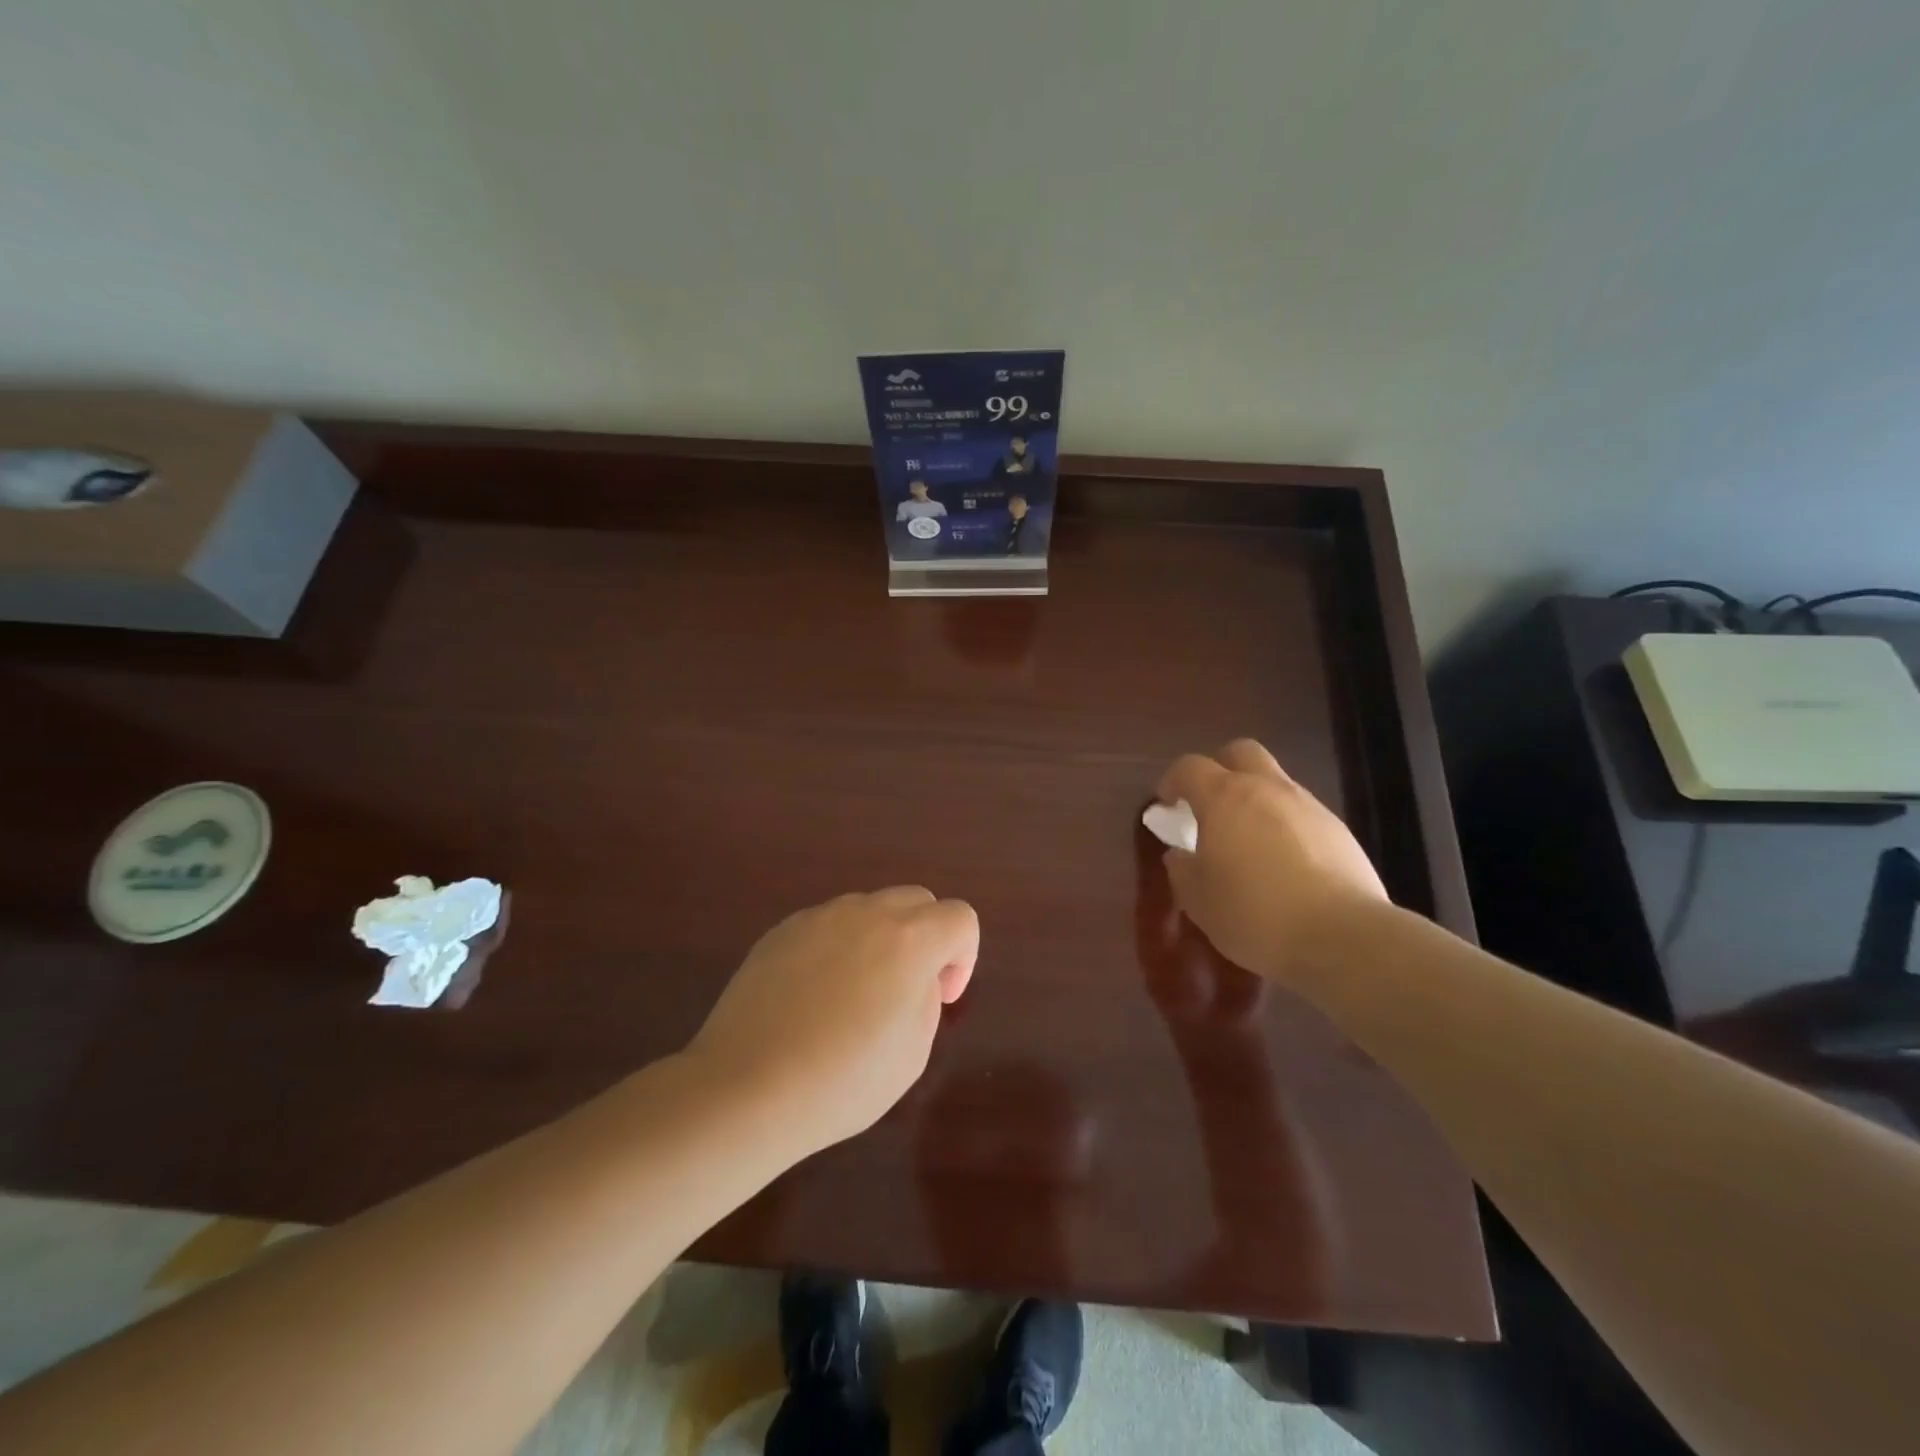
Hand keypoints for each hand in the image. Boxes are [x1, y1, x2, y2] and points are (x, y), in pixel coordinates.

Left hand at [685, 888, 978, 1154]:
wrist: (747, 1087)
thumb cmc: (843, 1080)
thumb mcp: (913, 1052)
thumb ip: (925, 998)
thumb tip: (910, 979)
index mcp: (910, 939)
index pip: (960, 917)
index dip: (963, 957)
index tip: (941, 998)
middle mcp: (867, 913)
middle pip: (917, 900)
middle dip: (926, 937)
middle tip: (906, 989)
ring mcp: (819, 916)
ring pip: (869, 909)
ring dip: (880, 939)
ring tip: (854, 995)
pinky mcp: (782, 930)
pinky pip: (827, 925)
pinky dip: (836, 948)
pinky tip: (812, 997)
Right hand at [1156, 739, 1386, 983]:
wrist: (1342, 936)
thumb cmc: (1254, 913)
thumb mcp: (1199, 900)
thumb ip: (1182, 870)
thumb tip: (1179, 855)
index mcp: (1224, 797)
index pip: (1189, 767)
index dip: (1173, 781)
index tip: (1167, 805)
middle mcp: (1267, 789)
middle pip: (1241, 752)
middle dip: (1221, 768)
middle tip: (1210, 804)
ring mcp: (1308, 806)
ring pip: (1275, 782)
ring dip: (1256, 800)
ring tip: (1248, 842)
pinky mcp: (1339, 830)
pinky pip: (1301, 813)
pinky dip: (1285, 826)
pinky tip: (1284, 864)